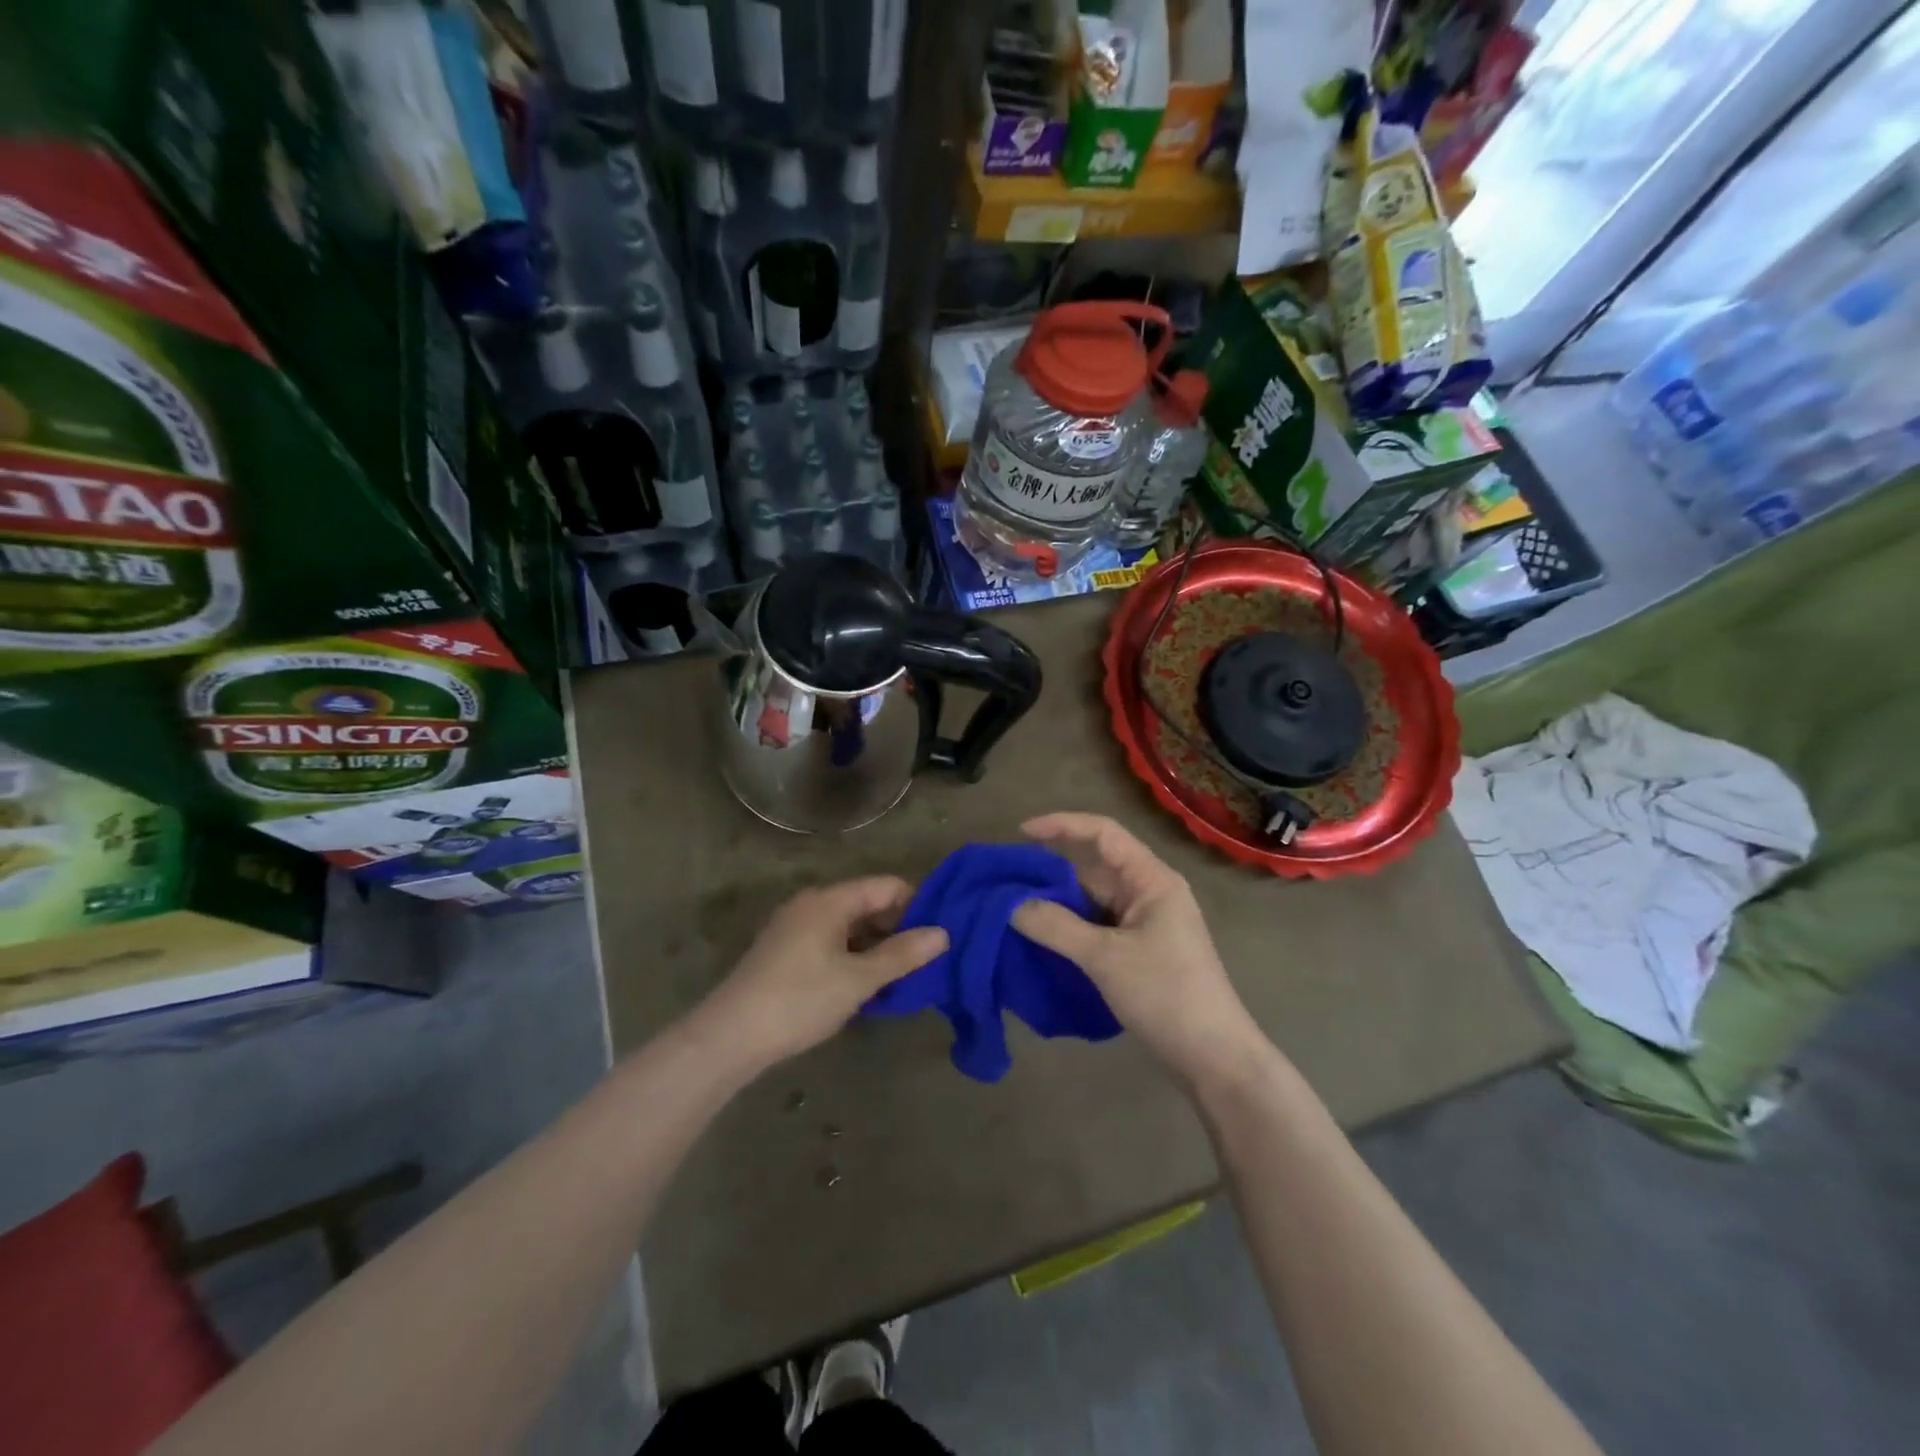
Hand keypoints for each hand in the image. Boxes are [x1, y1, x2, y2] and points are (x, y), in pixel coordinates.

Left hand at [698, 878, 947, 1072]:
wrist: (730, 1037)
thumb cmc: (800, 1000)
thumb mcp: (858, 979)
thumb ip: (902, 955)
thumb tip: (943, 934)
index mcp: (830, 900)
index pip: (887, 886)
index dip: (916, 906)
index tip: (938, 937)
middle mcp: (812, 903)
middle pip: (868, 904)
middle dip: (897, 929)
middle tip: (923, 963)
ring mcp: (795, 927)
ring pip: (850, 926)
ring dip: (875, 947)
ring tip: (900, 979)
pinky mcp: (785, 951)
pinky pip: (831, 942)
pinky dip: (852, 957)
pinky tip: (865, 986)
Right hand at [1012, 813, 1271, 1090]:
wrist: (1214, 1058)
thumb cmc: (1166, 995)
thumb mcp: (1105, 958)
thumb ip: (1055, 926)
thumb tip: (1010, 904)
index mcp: (1152, 880)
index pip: (1103, 833)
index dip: (1061, 825)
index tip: (1020, 834)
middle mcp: (1149, 893)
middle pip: (1094, 867)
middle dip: (1050, 871)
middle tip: (1005, 881)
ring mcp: (1145, 923)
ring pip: (1092, 899)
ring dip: (1057, 902)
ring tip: (1011, 908)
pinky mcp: (1138, 950)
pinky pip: (1096, 926)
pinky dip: (1069, 927)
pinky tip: (1039, 937)